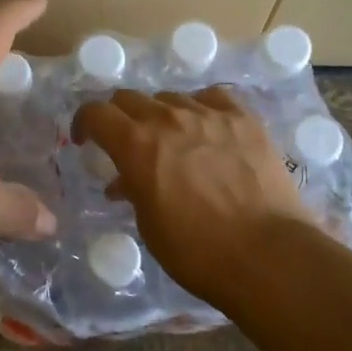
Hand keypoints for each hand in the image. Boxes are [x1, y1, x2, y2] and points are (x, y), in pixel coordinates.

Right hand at [73, 88, 315, 306]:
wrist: (267, 254)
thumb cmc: (197, 251)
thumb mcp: (149, 225)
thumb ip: (133, 191)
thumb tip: (126, 181)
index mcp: (136, 145)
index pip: (96, 113)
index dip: (84, 123)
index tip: (85, 141)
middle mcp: (169, 118)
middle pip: (130, 98)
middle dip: (119, 117)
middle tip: (124, 142)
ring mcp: (210, 114)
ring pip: (171, 97)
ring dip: (160, 115)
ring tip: (170, 140)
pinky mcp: (244, 119)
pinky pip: (212, 98)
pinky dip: (200, 109)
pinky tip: (206, 127)